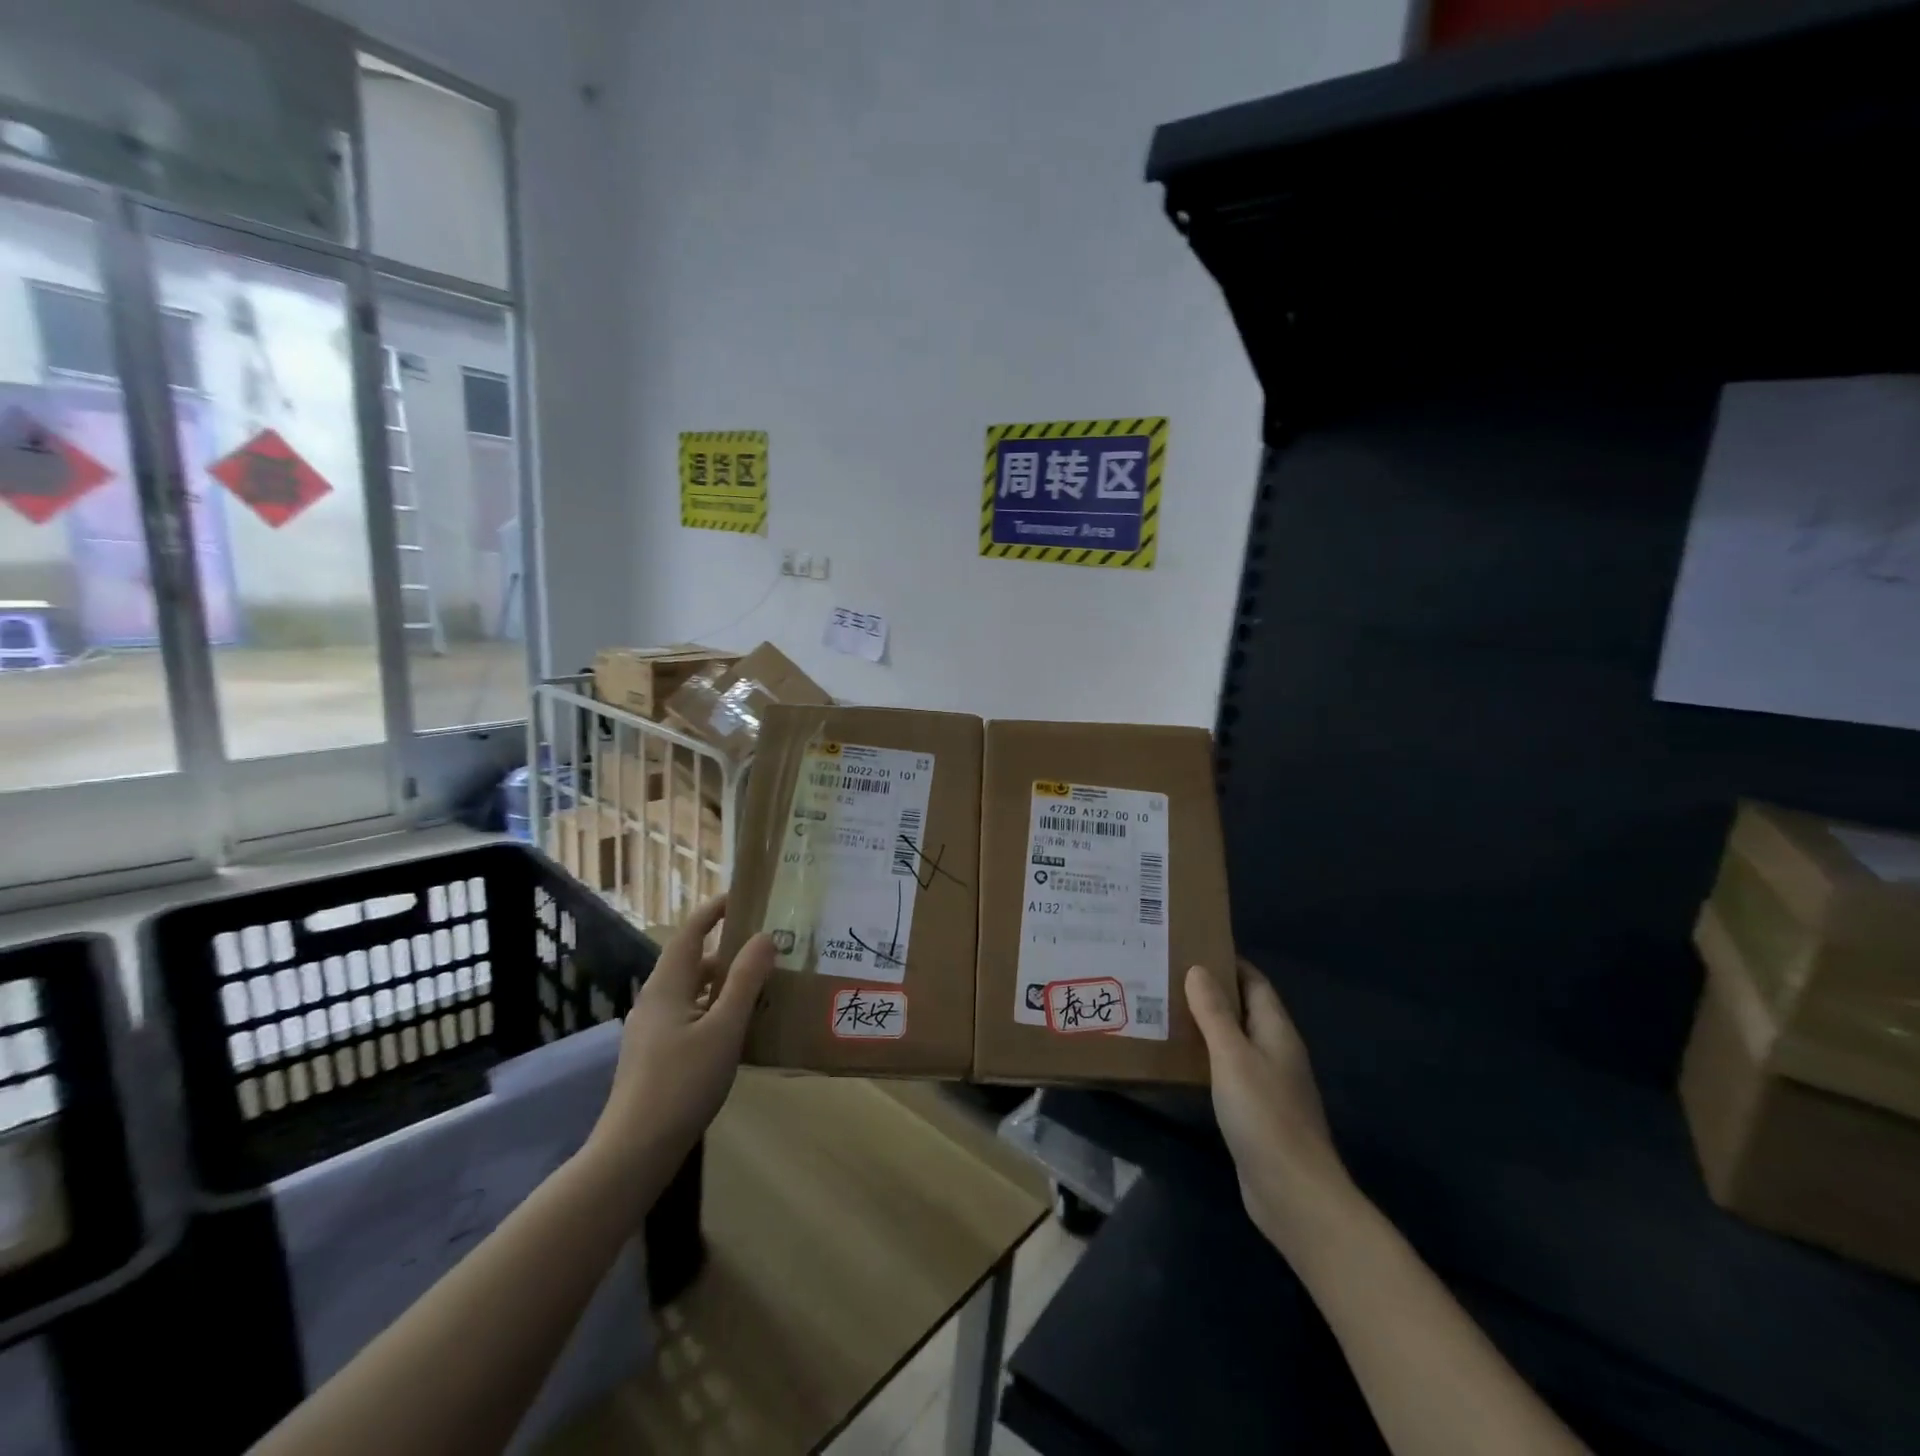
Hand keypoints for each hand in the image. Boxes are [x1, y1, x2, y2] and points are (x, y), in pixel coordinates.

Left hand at [584, 896, 773, 1203]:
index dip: (714, 910)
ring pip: (693, 992)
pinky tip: (738, 1031)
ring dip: (724, 984)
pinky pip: (689, 1017)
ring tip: (762, 988)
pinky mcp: (654, 1056)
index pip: (690, 932)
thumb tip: (765, 936)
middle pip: (693, 962)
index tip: (742, 896)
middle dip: (728, 951)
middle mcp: (655, 1000)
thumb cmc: (682, 1082)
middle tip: (768, 948)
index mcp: (667, 985)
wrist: (634, 1151)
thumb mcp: (725, 1028)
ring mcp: (651, 1030)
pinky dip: (715, 1010)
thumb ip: (745, 980)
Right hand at [1186, 960, 1352, 1251]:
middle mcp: (1275, 1051)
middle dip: (1209, 991)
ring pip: (1233, 1040)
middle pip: (1243, 1008)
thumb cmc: (1264, 1116)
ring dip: (1204, 1024)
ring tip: (1162, 1010)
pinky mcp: (1254, 1111)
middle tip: (1165, 976)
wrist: (1293, 1195)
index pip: (1254, 982)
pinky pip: (1227, 1070)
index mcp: (1276, 1031)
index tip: (1189, 947)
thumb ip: (1215, 1013)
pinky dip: (1205, 1057)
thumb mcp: (1233, 1056)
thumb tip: (1198, 969)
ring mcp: (1267, 1083)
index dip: (1227, 962)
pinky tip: (1177, 1060)